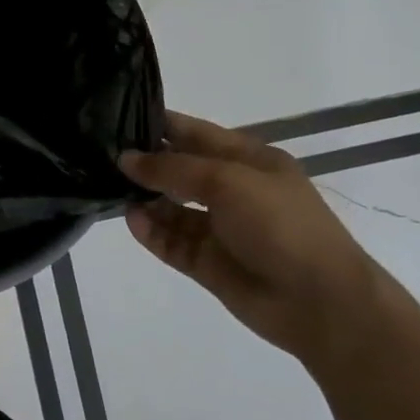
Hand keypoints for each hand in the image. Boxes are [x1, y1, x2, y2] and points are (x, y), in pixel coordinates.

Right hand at [120, 112, 387, 366]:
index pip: (195, 133)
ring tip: (108, 188)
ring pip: (171, 207)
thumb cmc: (281, 225)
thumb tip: (126, 159)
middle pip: (179, 169)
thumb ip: (173, 168)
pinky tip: (130, 220)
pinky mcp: (207, 262)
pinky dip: (150, 231)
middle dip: (144, 162)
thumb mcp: (227, 181)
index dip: (160, 124)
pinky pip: (171, 241)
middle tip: (99, 154)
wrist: (320, 302)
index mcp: (248, 160)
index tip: (116, 117)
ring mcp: (219, 228)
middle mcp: (232, 190)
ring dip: (143, 198)